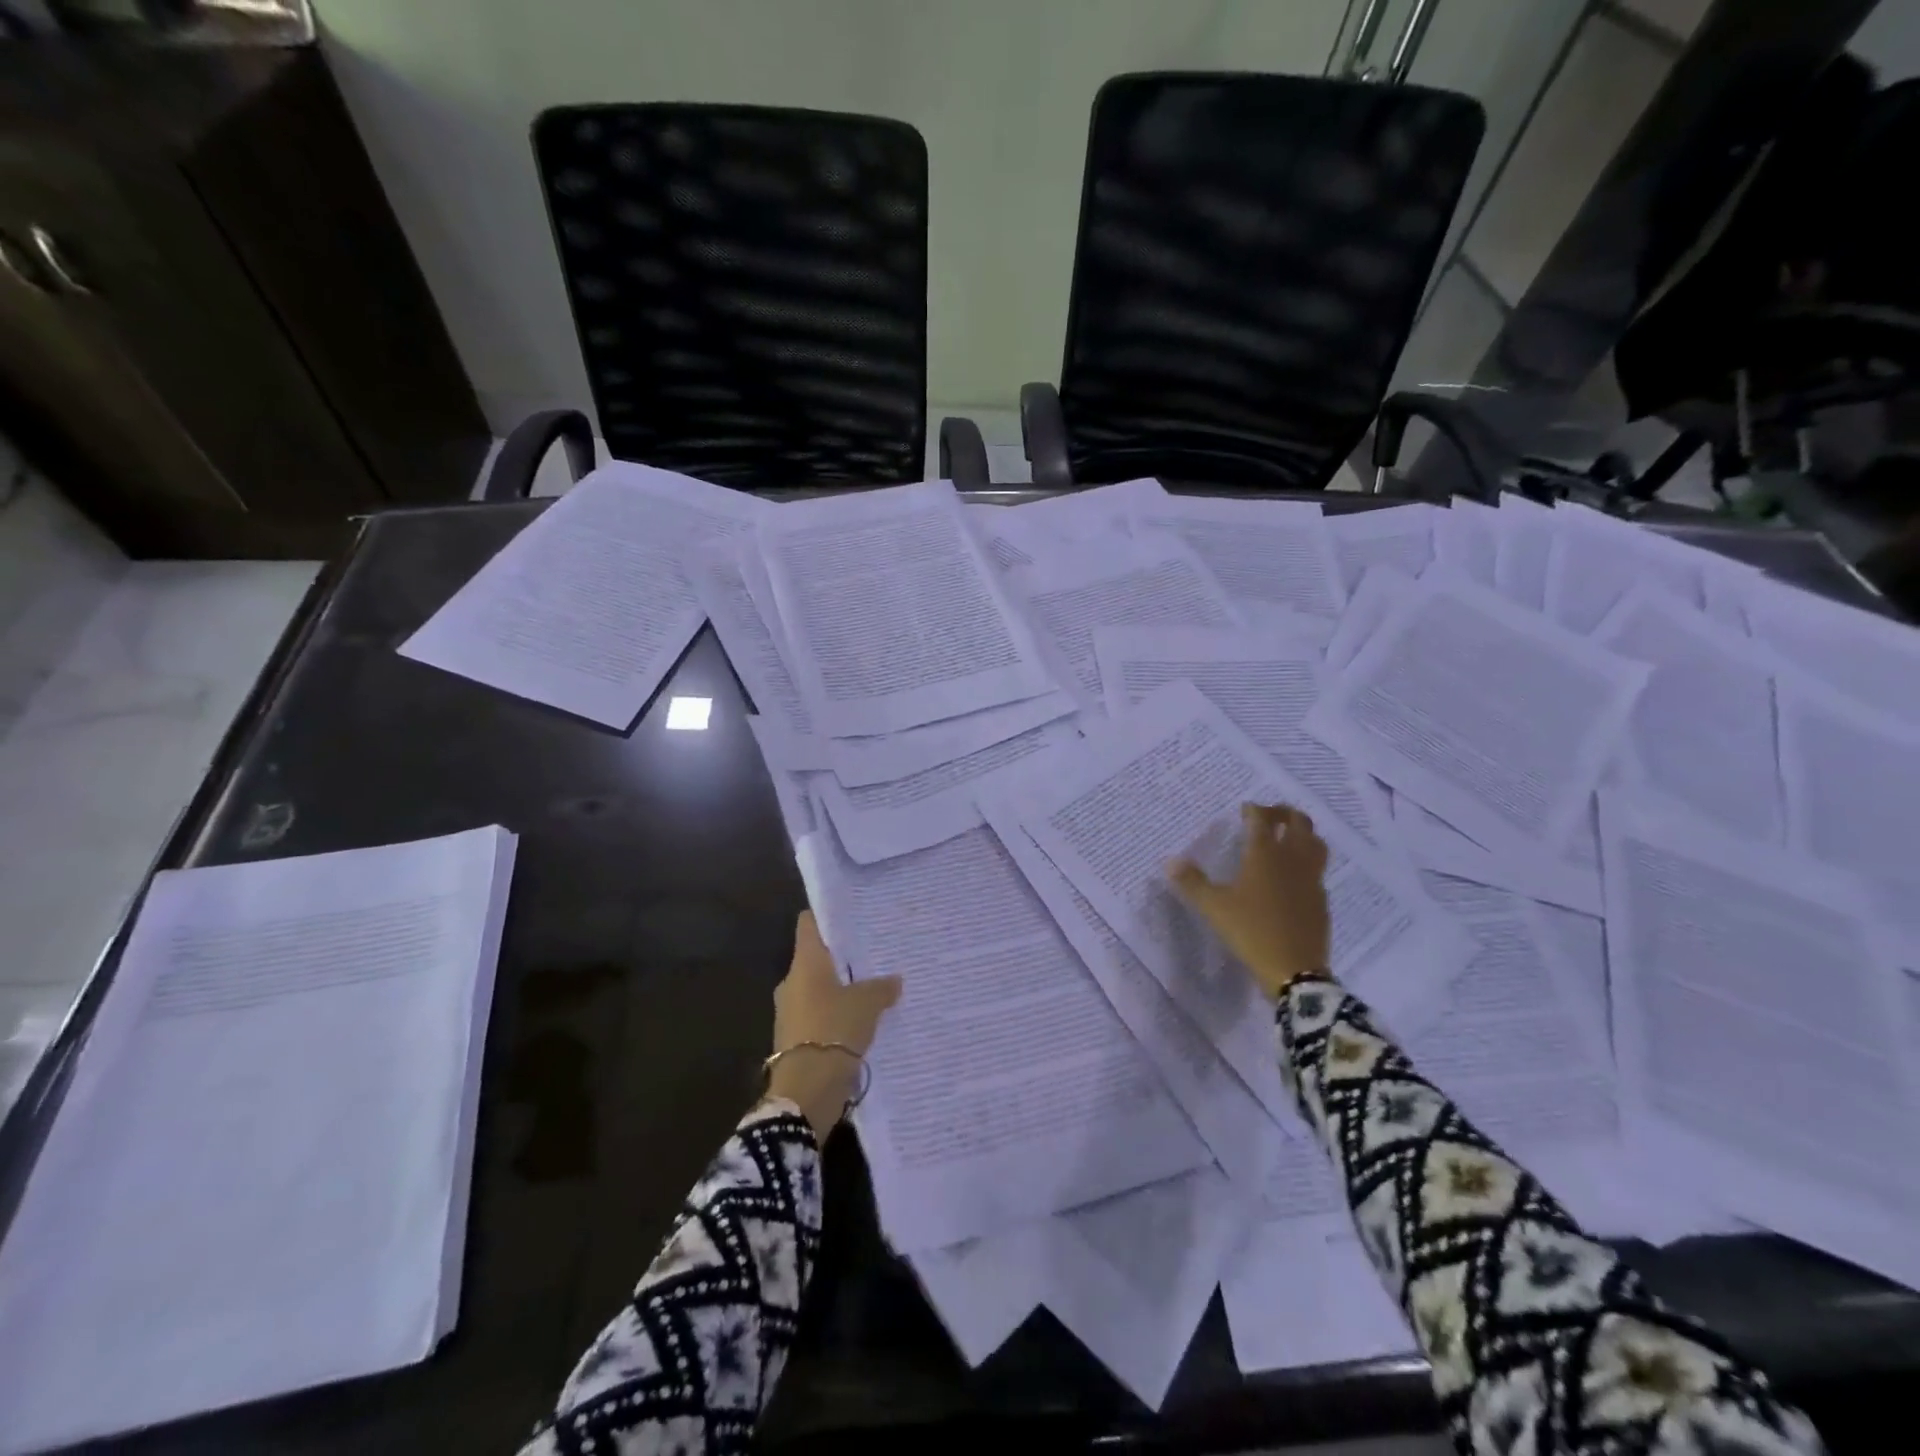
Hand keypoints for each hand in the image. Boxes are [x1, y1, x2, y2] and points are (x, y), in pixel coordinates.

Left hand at [768, 911, 902, 1139]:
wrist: (806, 1091)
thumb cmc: (834, 1030)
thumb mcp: (867, 1003)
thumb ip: (882, 987)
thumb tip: (894, 980)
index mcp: (804, 963)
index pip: (809, 924)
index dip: (827, 915)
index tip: (852, 913)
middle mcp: (792, 982)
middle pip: (817, 957)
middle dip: (842, 956)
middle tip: (874, 952)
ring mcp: (791, 1011)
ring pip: (819, 988)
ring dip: (841, 989)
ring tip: (874, 987)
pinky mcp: (796, 1039)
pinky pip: (820, 1016)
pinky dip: (837, 1015)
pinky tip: (863, 1020)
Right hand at [1168, 803, 1331, 999]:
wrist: (1294, 970)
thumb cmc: (1251, 931)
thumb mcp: (1214, 907)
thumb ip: (1192, 882)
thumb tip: (1170, 861)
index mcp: (1264, 854)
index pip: (1262, 819)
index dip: (1253, 810)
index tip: (1244, 810)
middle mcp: (1292, 859)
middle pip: (1298, 823)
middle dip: (1283, 813)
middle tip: (1268, 817)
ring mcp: (1311, 879)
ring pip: (1315, 843)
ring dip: (1302, 833)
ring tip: (1286, 839)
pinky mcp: (1321, 899)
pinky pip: (1317, 869)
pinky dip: (1307, 862)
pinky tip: (1293, 876)